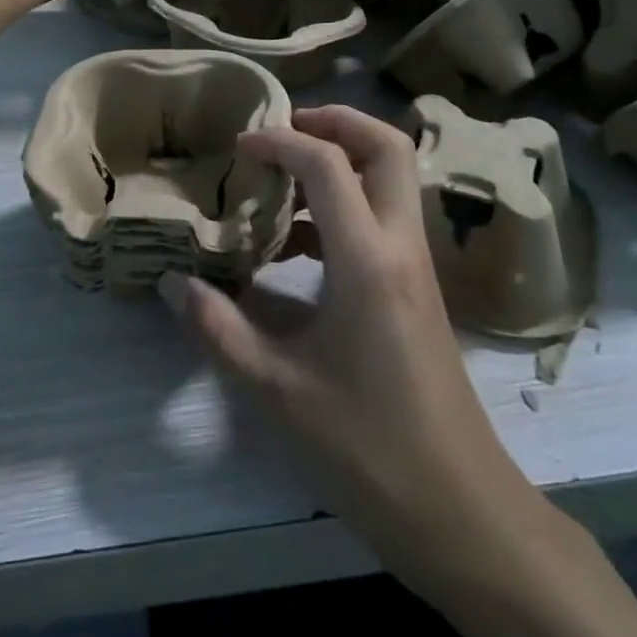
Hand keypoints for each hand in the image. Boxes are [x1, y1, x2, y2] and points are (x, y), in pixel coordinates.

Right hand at [160, 107, 540, 588]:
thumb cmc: (369, 449)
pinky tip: (298, 244)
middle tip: (282, 129)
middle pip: (387, 145)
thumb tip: (173, 282)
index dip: (279, 140)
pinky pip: (385, 217)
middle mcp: (401, 246)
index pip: (327, 163)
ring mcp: (417, 266)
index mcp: (368, 259)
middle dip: (336, 121)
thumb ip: (219, 329)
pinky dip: (346, 204)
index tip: (238, 147)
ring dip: (343, 159)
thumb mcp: (277, 391)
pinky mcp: (418, 289)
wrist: (463, 515)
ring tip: (282, 178)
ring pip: (393, 178)